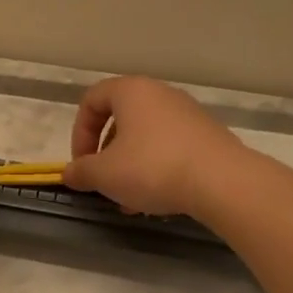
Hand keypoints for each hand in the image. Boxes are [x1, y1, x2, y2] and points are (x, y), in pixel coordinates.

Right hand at [63, 77, 245, 216]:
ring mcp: (188, 113)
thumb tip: (70, 173)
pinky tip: (157, 200)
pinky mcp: (208, 135)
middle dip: (106, 154)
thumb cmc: (152, 168)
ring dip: (130, 166)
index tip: (82, 164)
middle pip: (120, 119)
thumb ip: (81, 171)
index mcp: (131, 91)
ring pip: (145, 137)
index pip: (91, 100)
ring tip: (129, 200)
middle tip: (104, 182)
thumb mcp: (104, 174)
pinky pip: (170, 148)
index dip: (79, 133)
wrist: (222, 182)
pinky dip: (156, 168)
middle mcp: (160, 94)